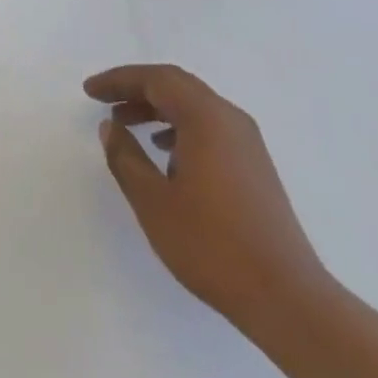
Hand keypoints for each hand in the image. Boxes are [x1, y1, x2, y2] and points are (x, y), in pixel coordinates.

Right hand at [85, 64, 332, 340]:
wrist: (287, 297)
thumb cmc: (213, 245)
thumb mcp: (154, 202)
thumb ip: (126, 158)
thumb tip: (111, 127)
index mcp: (206, 117)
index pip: (155, 79)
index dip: (119, 80)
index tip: (90, 90)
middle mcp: (229, 118)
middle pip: (176, 85)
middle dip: (137, 89)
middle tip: (105, 101)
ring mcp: (247, 142)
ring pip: (194, 106)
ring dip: (157, 109)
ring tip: (127, 125)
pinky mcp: (255, 165)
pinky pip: (209, 127)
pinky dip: (179, 127)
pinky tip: (165, 155)